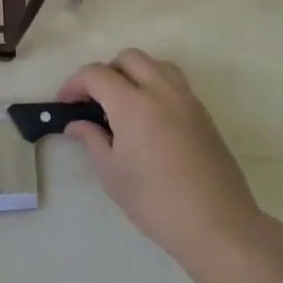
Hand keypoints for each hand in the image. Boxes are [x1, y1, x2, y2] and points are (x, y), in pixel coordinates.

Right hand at [60, 49, 259, 267]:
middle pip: (129, 58)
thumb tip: (77, 124)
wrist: (217, 224)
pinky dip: (156, 86)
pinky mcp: (204, 114)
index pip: (96, 74)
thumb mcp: (111, 173)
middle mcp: (161, 91)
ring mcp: (187, 100)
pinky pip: (175, 83)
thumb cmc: (155, 201)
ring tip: (123, 104)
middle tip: (94, 101)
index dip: (74, 84)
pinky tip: (150, 119)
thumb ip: (91, 140)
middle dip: (105, 72)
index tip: (65, 103)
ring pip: (156, 65)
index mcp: (133, 104)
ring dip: (134, 74)